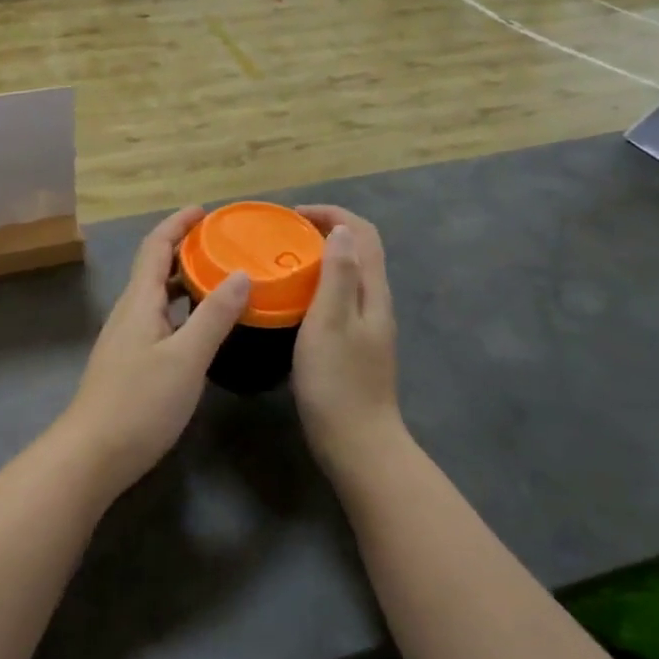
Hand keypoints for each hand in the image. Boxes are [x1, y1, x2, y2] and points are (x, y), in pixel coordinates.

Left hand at [57, 206, 249, 497]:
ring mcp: (127, 338)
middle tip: (222, 244)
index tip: (205, 211)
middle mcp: (130, 312)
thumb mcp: (186, 358)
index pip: (155, 246)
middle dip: (184, 248)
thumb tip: (241, 274)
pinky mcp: (130, 362)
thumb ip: (214, 316)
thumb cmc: (139, 402)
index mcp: (140, 301)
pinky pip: (159, 319)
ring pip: (157, 295)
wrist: (92, 455)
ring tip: (220, 278)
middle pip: (154, 267)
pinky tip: (201, 326)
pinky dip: (181, 309)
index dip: (177, 224)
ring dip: (184, 280)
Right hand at [292, 206, 402, 481]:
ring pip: (349, 274)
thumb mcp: (331, 323)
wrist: (358, 444)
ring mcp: (368, 325)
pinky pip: (340, 297)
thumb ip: (338, 276)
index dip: (332, 214)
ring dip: (321, 256)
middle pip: (359, 250)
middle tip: (283, 235)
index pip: (362, 233)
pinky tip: (293, 300)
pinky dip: (319, 283)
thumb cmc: (337, 382)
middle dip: (325, 230)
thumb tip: (341, 230)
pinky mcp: (356, 344)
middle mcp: (376, 302)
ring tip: (283, 260)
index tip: (293, 215)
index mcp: (372, 293)